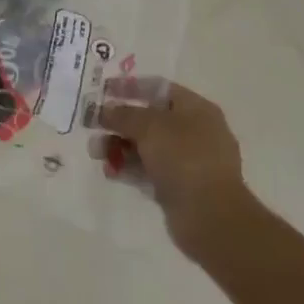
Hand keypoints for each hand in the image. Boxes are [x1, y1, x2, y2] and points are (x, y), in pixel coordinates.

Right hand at [99, 78, 257, 259]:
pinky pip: (149, 171)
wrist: (210, 216)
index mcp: (196, 109)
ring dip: (119, 146)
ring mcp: (189, 161)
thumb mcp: (149, 126)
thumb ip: (123, 114)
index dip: (130, 87)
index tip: (103, 91)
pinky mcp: (180, 187)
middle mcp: (195, 131)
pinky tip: (110, 172)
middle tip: (93, 126)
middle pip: (150, 119)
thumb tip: (104, 110)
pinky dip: (129, 169)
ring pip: (147, 147)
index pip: (159, 89)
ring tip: (96, 153)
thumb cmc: (183, 158)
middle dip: (119, 122)